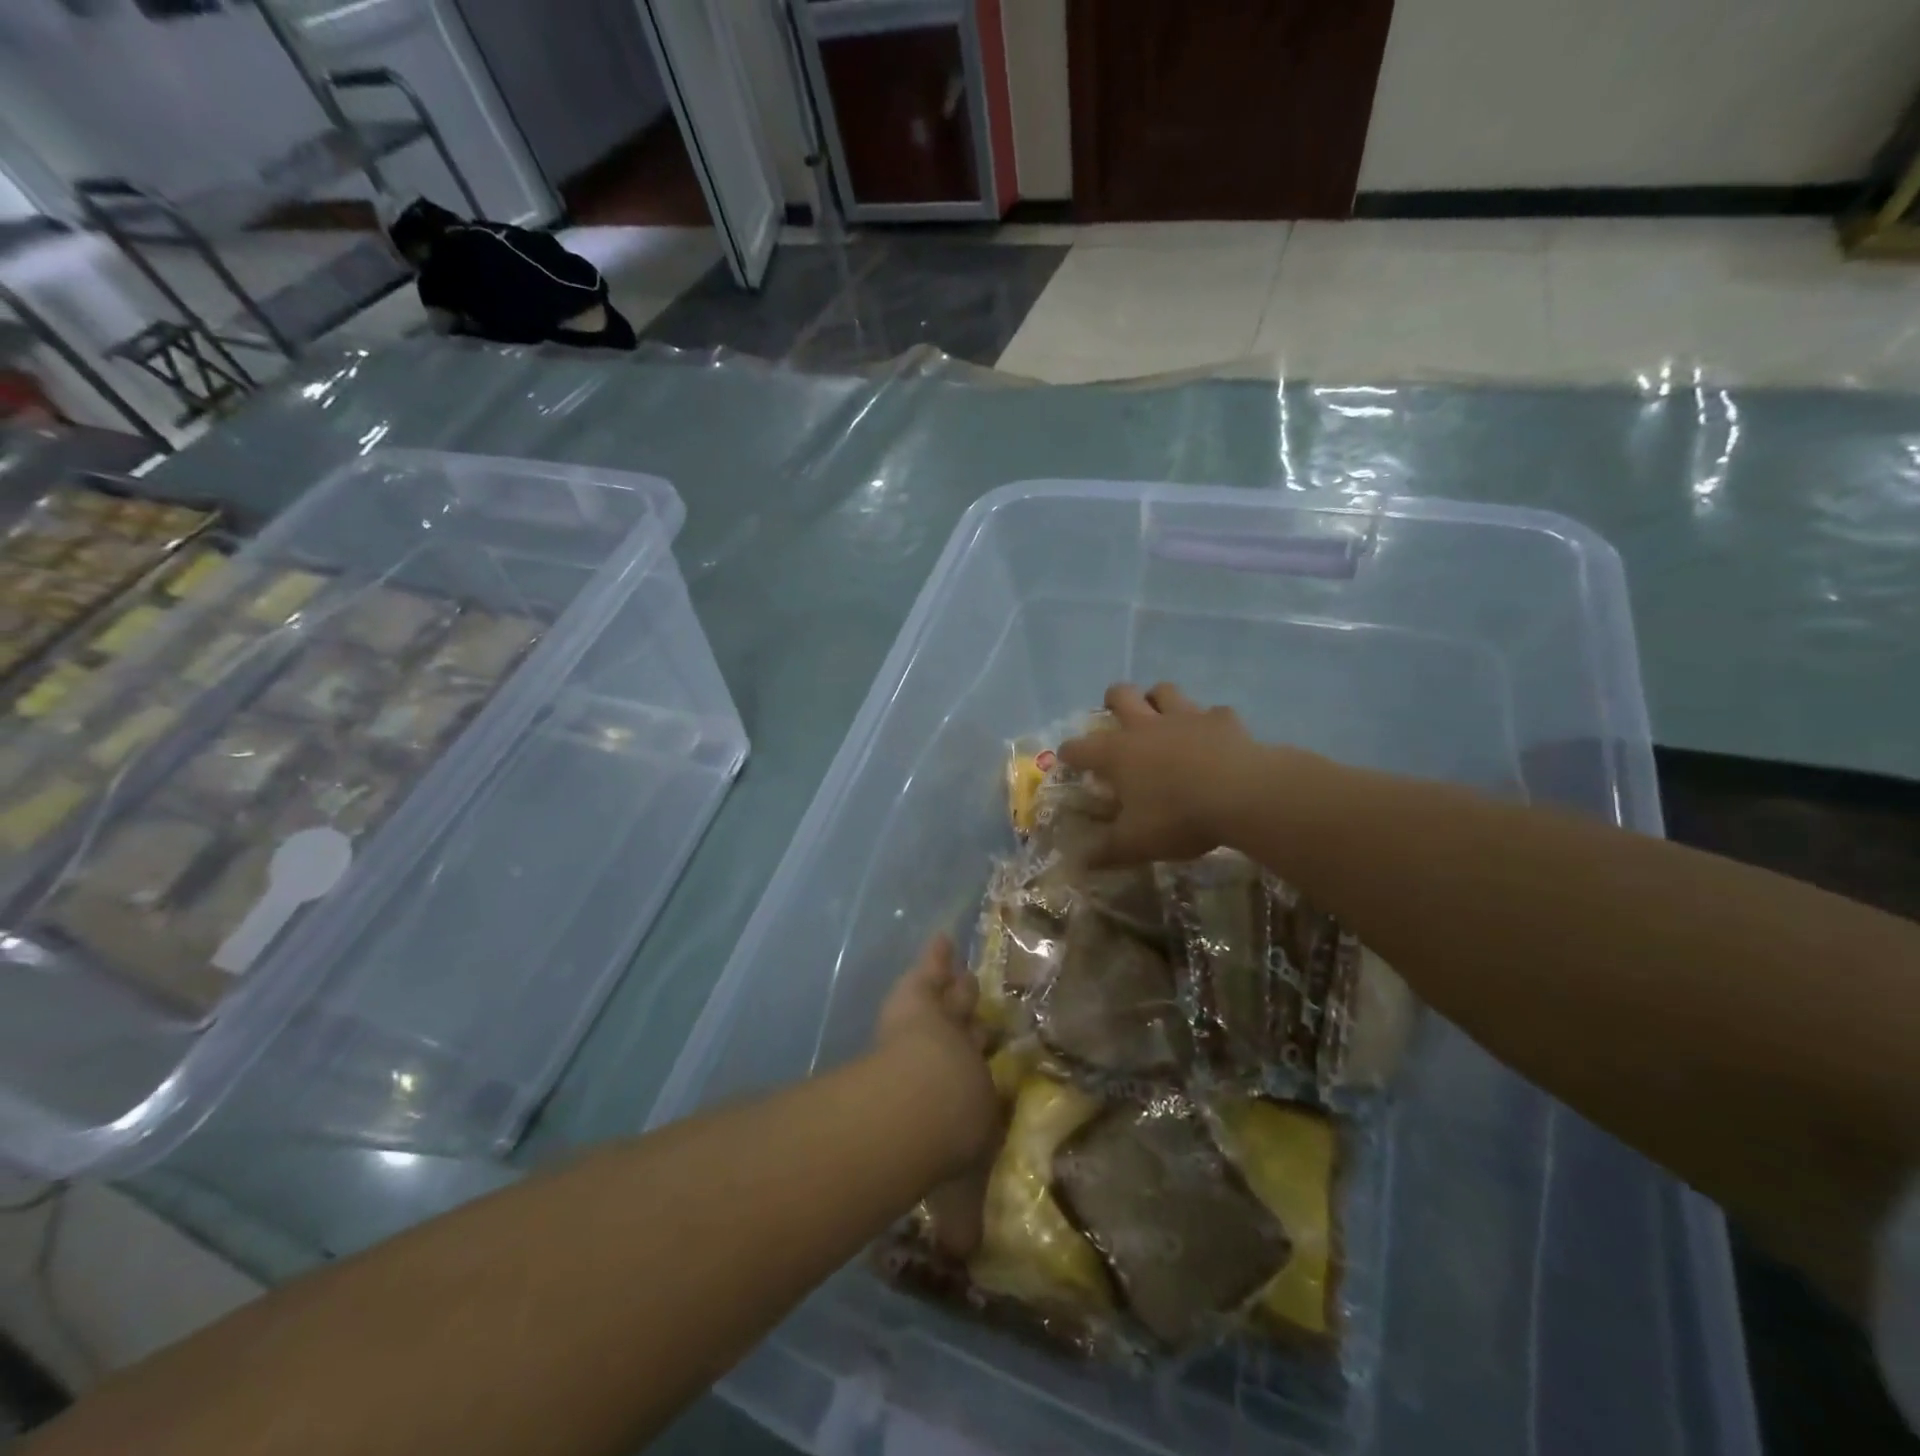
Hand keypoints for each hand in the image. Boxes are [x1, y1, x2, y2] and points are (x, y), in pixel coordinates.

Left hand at [875, 936, 999, 1255]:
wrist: (925, 1102)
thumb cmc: (944, 1144)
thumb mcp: (955, 1189)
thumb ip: (960, 1217)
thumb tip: (967, 1258)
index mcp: (977, 1095)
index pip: (984, 1076)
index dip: (985, 1064)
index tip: (989, 1055)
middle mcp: (968, 1054)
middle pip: (974, 1029)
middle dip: (976, 1019)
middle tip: (981, 1010)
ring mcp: (945, 1020)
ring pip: (956, 998)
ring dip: (959, 987)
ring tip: (963, 974)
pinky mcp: (920, 997)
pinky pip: (930, 971)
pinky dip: (935, 957)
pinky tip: (940, 939)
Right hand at [1057, 683, 1269, 865]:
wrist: (1242, 794)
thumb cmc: (1178, 817)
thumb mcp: (1136, 843)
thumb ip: (1105, 851)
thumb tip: (1077, 864)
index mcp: (1117, 754)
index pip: (1079, 748)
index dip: (1069, 753)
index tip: (1067, 759)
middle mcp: (1146, 727)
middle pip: (1121, 695)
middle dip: (1114, 701)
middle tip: (1117, 717)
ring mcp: (1185, 717)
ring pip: (1164, 691)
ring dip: (1159, 700)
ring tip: (1162, 718)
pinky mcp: (1223, 719)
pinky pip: (1213, 712)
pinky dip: (1210, 723)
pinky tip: (1214, 737)